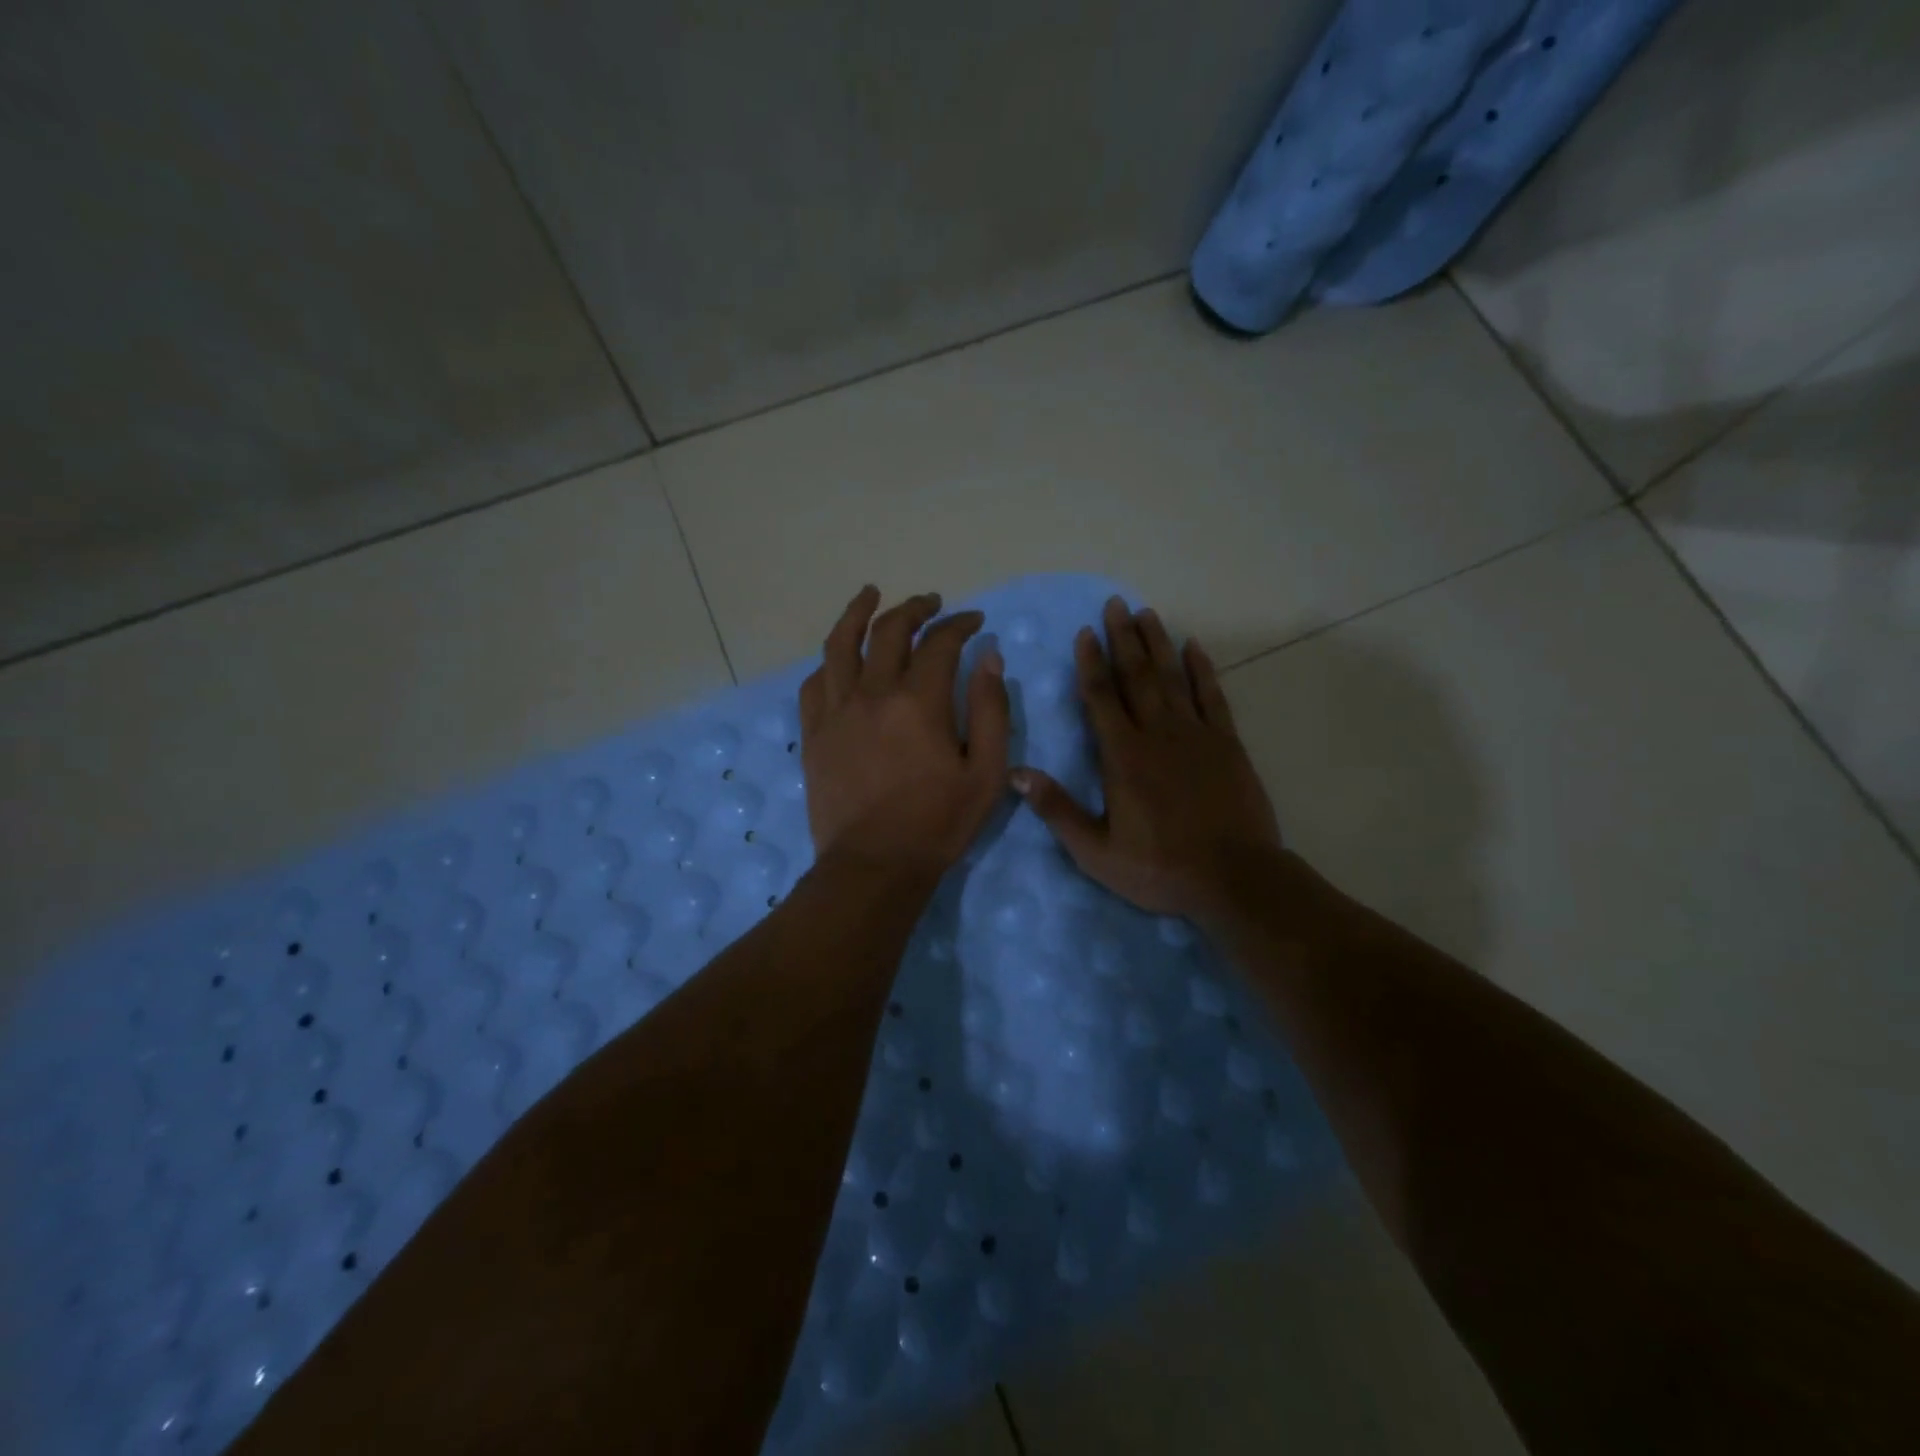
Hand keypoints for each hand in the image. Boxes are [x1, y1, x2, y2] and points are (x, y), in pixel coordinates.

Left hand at [800, 586, 1010, 878]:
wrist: (874, 865)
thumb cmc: (938, 823)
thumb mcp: (986, 772)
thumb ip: (991, 710)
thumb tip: (989, 657)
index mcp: (919, 702)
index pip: (940, 643)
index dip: (960, 624)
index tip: (974, 621)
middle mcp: (873, 694)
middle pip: (890, 631)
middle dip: (915, 608)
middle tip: (932, 602)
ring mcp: (836, 711)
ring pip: (840, 645)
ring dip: (858, 613)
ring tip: (870, 595)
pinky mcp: (814, 733)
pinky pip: (814, 683)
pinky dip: (829, 662)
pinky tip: (838, 657)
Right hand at [1012, 597, 1279, 922]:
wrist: (1234, 879)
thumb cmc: (1160, 868)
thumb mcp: (1096, 851)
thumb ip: (1057, 809)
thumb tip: (1016, 773)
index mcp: (1123, 757)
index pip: (1101, 698)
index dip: (1091, 664)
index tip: (1085, 633)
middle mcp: (1158, 734)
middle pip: (1136, 676)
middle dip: (1123, 639)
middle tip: (1115, 604)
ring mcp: (1196, 735)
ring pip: (1172, 678)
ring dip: (1158, 644)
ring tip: (1147, 613)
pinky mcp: (1227, 744)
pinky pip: (1212, 696)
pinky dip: (1202, 670)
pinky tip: (1194, 648)